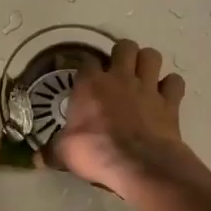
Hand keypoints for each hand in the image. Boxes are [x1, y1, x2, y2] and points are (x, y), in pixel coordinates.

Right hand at [50, 39, 200, 196]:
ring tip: (142, 75)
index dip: (86, 66)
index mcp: (91, 84)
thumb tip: (35, 159)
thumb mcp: (65, 153)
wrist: (139, 164)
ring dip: (147, 62)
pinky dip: (171, 86)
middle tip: (118, 71)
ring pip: (152, 56)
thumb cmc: (96, 152)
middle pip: (124, 46)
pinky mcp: (169, 102)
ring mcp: (147, 87)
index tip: (85, 77)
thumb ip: (51, 152)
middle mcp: (120, 78)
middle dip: (122, 54)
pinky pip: (175, 82)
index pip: (87, 60)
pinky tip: (165, 95)